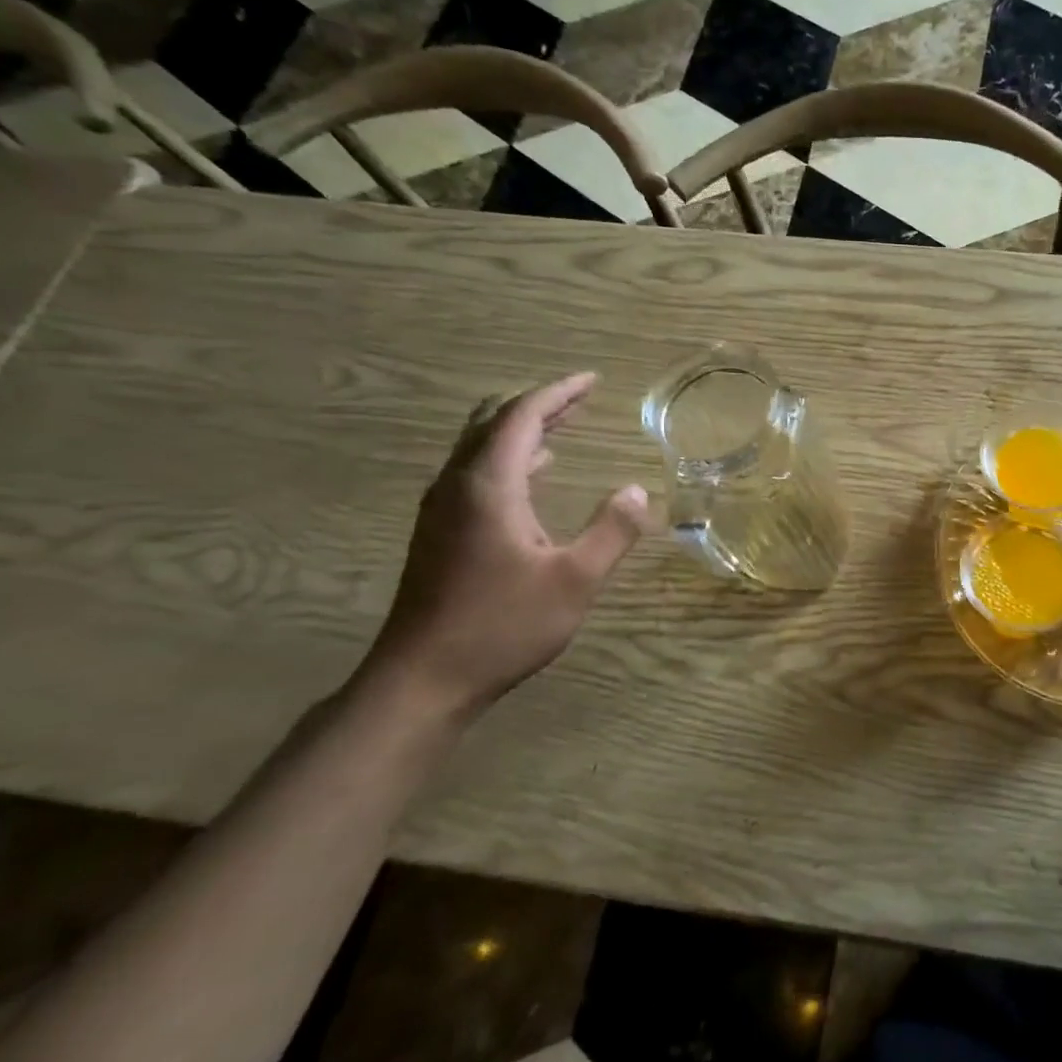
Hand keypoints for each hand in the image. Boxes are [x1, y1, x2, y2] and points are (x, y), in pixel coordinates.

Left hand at [361, 372, 648, 717]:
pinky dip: (509, 459)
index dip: (559, 393)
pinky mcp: (439, 534)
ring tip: (563, 426)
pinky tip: (534, 476)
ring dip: (522, 430)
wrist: (422, 680)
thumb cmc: (502, 626)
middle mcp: (457, 486)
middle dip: (539, 405)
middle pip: (493, 423)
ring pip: (480, 448)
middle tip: (580, 399)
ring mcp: (441, 510)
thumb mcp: (574, 580)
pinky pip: (475, 474)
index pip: (522, 417)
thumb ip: (612, 531)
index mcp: (489, 486)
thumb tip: (639, 491)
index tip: (592, 381)